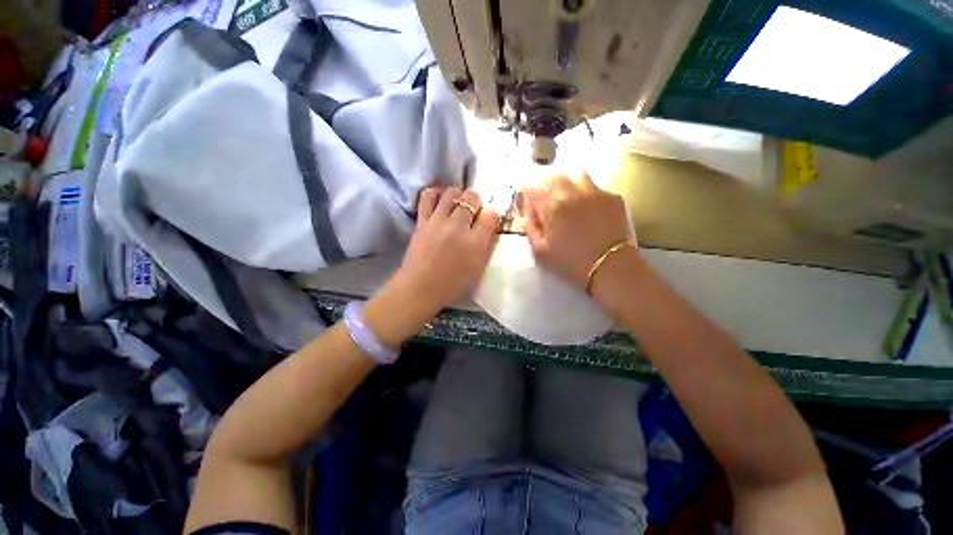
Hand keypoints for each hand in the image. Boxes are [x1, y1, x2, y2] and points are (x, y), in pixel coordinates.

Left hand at [398, 186, 499, 311]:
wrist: (421, 287)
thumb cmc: (452, 283)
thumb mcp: (478, 268)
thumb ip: (486, 245)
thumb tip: (489, 226)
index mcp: (475, 242)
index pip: (490, 215)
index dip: (492, 214)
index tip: (488, 218)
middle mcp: (458, 227)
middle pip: (472, 198)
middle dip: (476, 201)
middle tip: (474, 209)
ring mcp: (438, 221)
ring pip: (452, 193)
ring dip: (458, 193)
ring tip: (458, 201)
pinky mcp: (422, 221)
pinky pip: (428, 196)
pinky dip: (435, 192)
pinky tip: (440, 197)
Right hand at [521, 173, 633, 289]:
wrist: (610, 267)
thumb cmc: (570, 262)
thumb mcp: (540, 251)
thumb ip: (531, 227)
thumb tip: (529, 210)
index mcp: (553, 207)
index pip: (534, 190)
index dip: (528, 192)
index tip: (528, 197)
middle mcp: (573, 193)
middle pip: (556, 177)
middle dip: (548, 185)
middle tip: (548, 197)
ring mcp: (596, 193)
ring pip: (578, 177)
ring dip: (570, 185)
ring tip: (570, 199)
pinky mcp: (613, 198)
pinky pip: (597, 188)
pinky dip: (589, 194)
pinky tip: (590, 209)